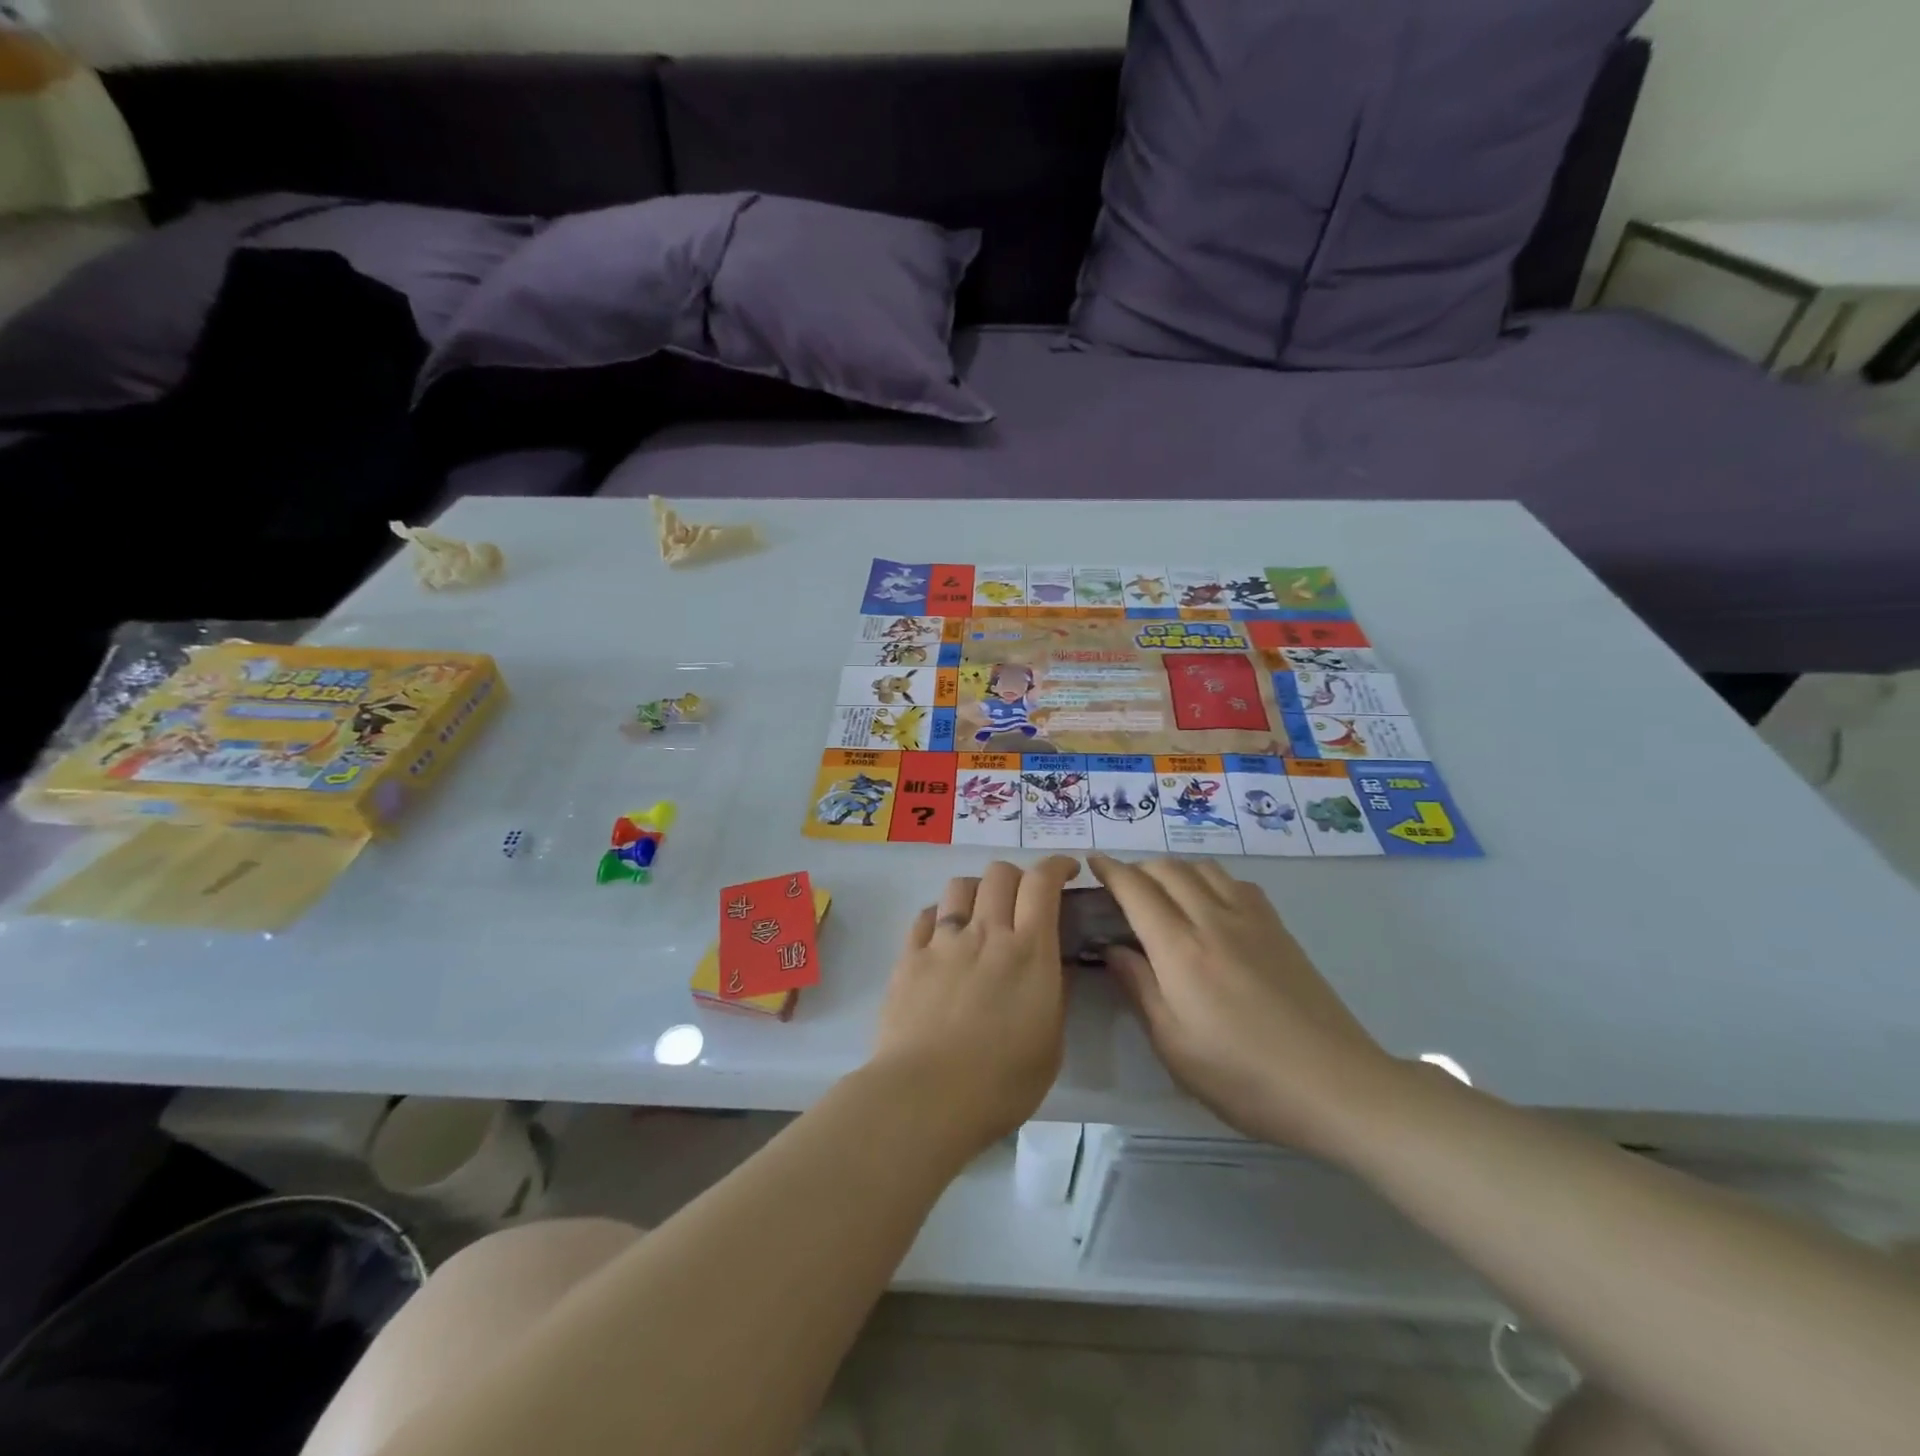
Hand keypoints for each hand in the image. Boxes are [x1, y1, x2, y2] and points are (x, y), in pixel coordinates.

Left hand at [870, 857, 1079, 1154]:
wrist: (926, 1096)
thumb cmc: (1001, 1082)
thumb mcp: (1050, 1043)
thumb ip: (1052, 995)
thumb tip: (1049, 967)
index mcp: (1029, 951)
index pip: (1042, 883)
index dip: (1056, 865)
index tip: (1066, 869)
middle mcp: (986, 933)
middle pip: (999, 874)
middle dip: (1017, 876)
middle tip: (1023, 898)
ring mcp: (943, 942)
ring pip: (960, 886)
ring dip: (977, 890)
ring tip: (980, 912)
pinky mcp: (909, 957)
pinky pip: (925, 916)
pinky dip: (940, 916)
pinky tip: (942, 935)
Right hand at [1090, 854, 1395, 1154]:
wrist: (1335, 1085)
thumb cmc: (1243, 1076)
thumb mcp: (1174, 1045)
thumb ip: (1139, 988)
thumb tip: (1113, 948)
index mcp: (1180, 949)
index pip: (1136, 890)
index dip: (1110, 870)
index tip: (1093, 863)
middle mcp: (1213, 920)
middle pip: (1168, 869)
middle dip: (1138, 868)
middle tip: (1122, 886)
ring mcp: (1251, 920)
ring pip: (1203, 868)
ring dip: (1174, 869)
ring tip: (1162, 891)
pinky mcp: (1279, 929)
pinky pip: (1236, 882)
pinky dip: (1210, 878)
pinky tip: (1210, 903)